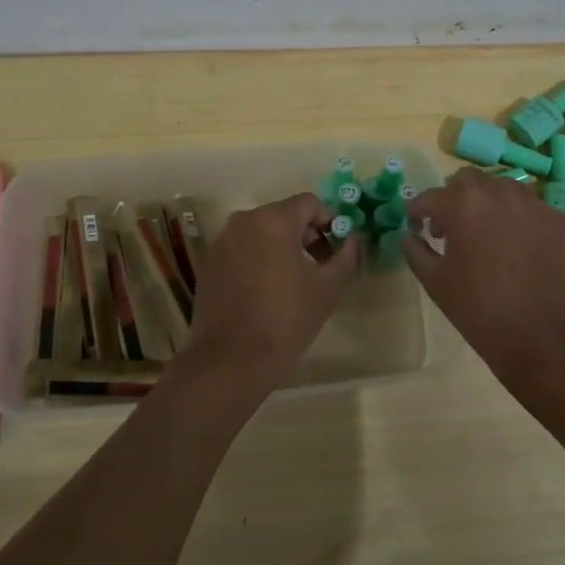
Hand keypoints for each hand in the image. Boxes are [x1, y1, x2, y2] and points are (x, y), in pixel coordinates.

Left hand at [179, 193, 360, 390]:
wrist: (230, 361)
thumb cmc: (285, 320)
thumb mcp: (327, 289)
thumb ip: (346, 257)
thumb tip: (354, 239)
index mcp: (272, 220)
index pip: (310, 203)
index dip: (330, 222)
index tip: (338, 250)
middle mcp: (243, 221)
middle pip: (284, 215)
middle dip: (307, 236)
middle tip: (321, 268)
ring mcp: (222, 242)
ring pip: (262, 232)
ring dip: (283, 248)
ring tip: (295, 282)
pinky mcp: (209, 264)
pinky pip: (243, 249)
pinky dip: (259, 260)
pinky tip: (267, 292)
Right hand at [404, 168, 564, 391]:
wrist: (545, 340)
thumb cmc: (480, 311)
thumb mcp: (435, 283)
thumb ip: (415, 250)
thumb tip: (410, 234)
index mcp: (464, 204)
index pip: (431, 196)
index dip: (418, 210)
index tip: (417, 225)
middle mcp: (501, 193)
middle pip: (470, 181)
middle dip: (455, 198)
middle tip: (454, 227)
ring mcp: (538, 205)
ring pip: (506, 190)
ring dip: (491, 205)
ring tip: (492, 237)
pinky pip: (536, 213)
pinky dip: (524, 225)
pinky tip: (524, 253)